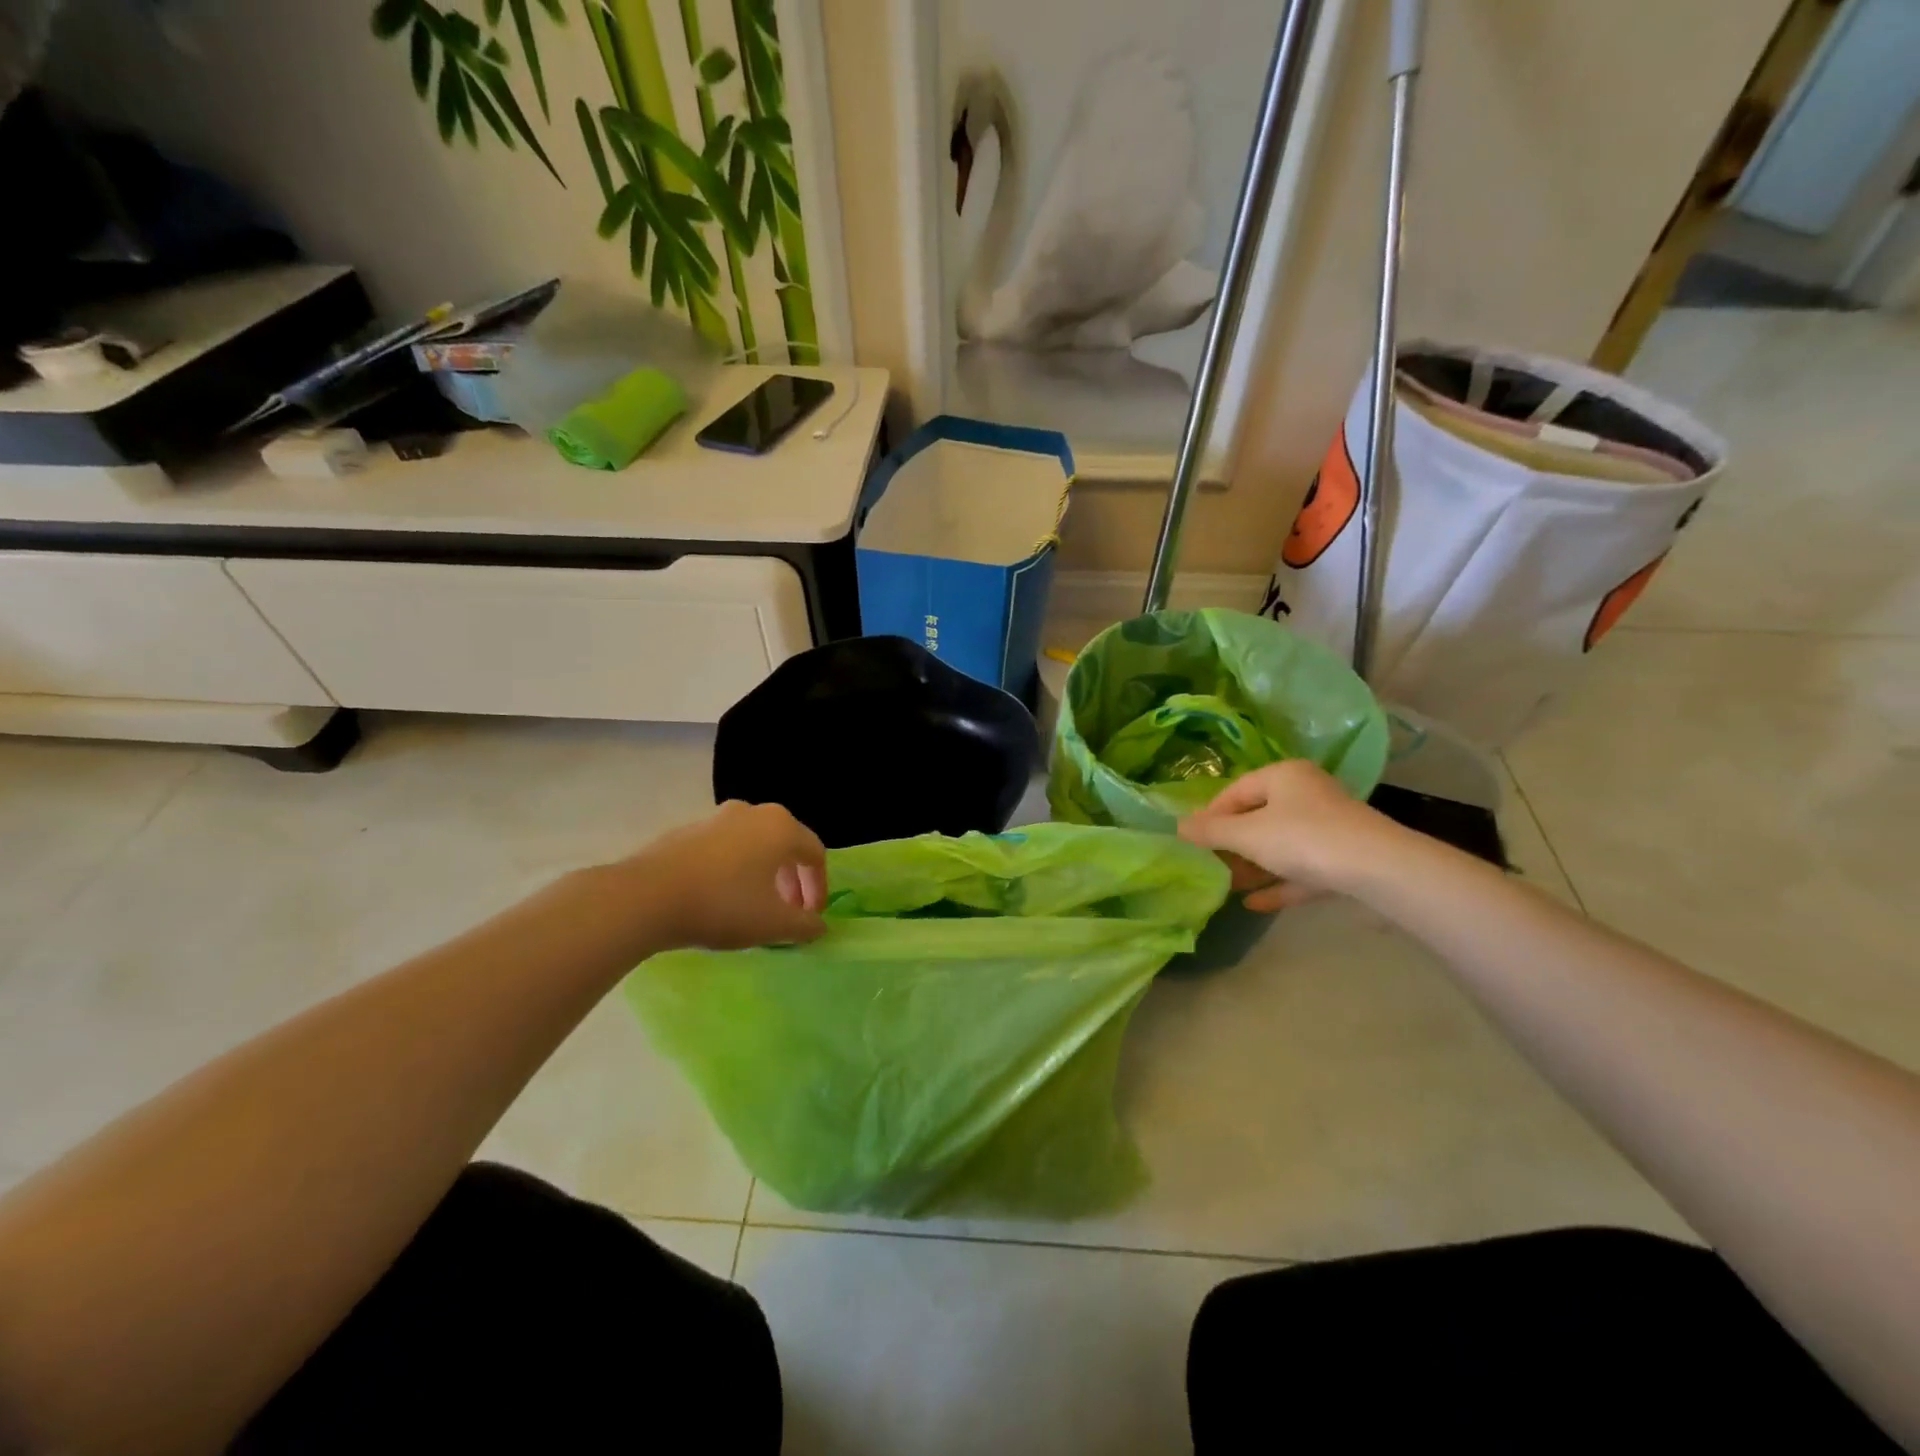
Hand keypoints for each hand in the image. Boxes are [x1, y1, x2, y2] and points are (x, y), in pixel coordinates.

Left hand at [622, 801, 828, 949]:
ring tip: (754, 905)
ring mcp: (716, 817)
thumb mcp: (773, 924)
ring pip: (753, 844)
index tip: (812, 917)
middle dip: (792, 880)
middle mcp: (753, 812)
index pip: (815, 854)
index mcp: (781, 827)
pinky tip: (718, 897)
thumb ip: (804, 926)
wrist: (646, 897)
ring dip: (763, 874)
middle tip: (788, 912)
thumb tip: (819, 926)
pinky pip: (723, 848)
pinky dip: (733, 869)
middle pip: (785, 845)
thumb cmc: (723, 905)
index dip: (819, 887)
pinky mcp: (686, 830)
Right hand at [1178, 760, 1398, 911]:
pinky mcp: (1342, 860)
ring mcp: (1328, 829)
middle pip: (1258, 817)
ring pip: (1280, 845)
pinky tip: (1253, 903)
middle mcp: (1307, 795)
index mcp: (1284, 776)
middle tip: (1207, 864)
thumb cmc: (1304, 839)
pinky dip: (1278, 883)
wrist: (1378, 871)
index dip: (1210, 815)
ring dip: (1252, 865)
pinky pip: (1301, 870)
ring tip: (1224, 884)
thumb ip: (1211, 831)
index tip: (1191, 841)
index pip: (1235, 791)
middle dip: (1231, 843)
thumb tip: (1177, 826)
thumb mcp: (1247, 834)